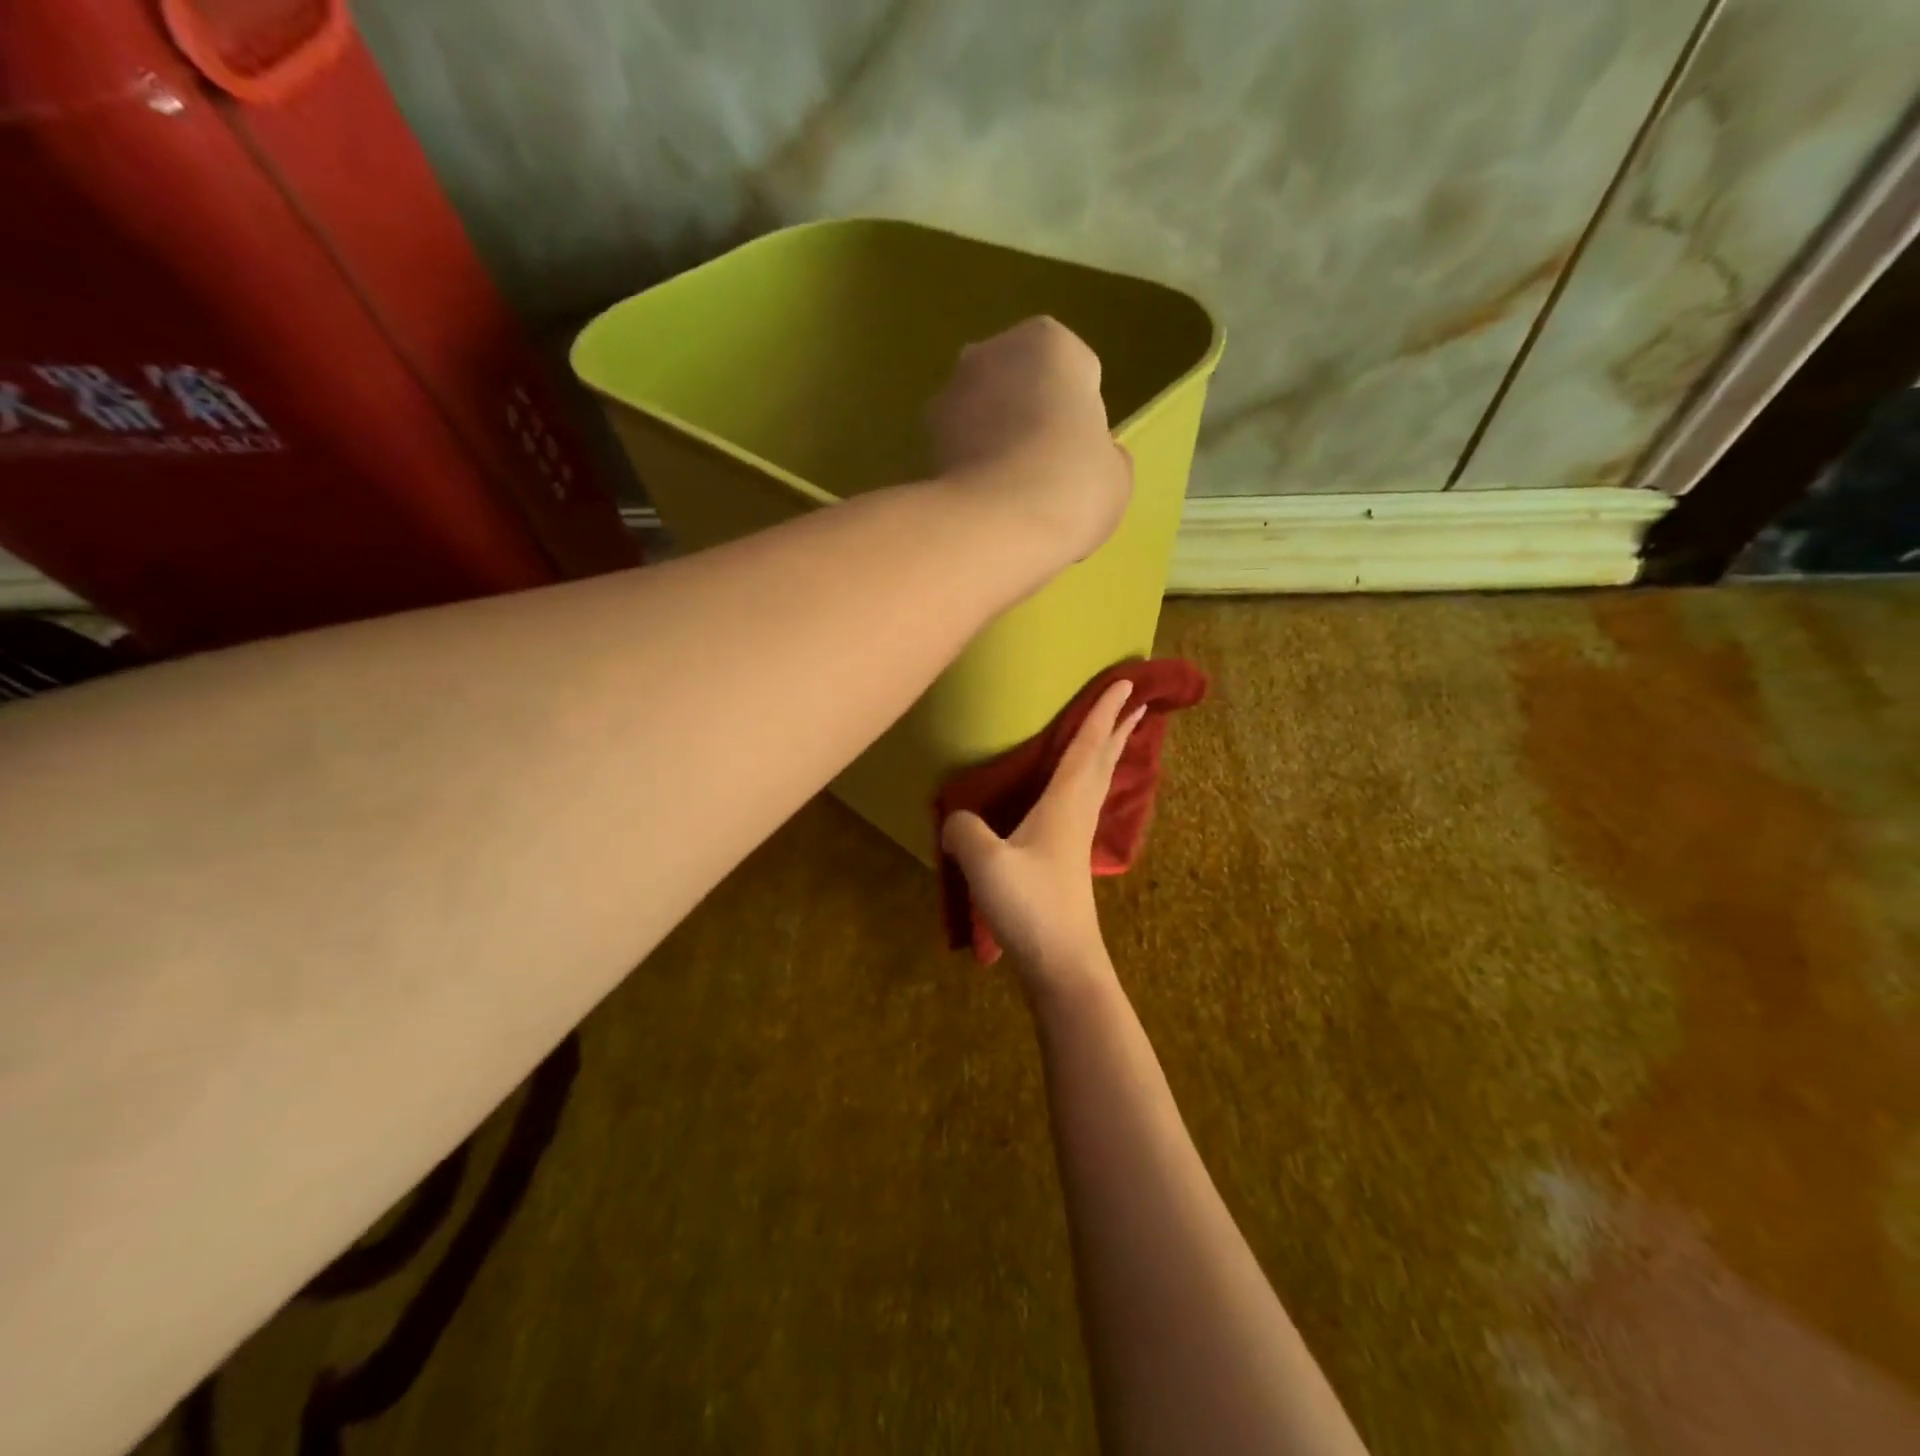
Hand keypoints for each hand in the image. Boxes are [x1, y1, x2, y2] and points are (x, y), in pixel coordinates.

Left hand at [926, 317, 1132, 564]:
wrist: (997, 527)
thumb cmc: (1072, 485)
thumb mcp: (1116, 474)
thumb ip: (1102, 455)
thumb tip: (1092, 460)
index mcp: (1048, 342)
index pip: (1074, 372)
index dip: (1079, 415)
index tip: (1079, 454)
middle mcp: (989, 352)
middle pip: (1018, 386)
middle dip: (1027, 419)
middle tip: (1045, 473)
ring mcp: (947, 396)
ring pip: (980, 417)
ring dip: (991, 444)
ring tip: (1011, 498)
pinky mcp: (919, 442)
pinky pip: (956, 453)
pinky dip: (967, 473)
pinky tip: (983, 509)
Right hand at [941, 680, 1145, 991]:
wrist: (1062, 962)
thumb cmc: (1030, 906)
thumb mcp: (985, 863)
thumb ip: (965, 830)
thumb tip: (955, 819)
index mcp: (1064, 805)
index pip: (1086, 747)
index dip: (1102, 713)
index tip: (1125, 683)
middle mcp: (1077, 815)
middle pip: (1103, 761)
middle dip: (1118, 729)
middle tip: (1137, 701)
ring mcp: (1076, 840)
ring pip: (1098, 783)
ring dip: (1110, 753)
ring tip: (1120, 735)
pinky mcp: (1070, 861)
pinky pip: (1085, 804)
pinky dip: (1091, 783)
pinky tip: (1077, 795)